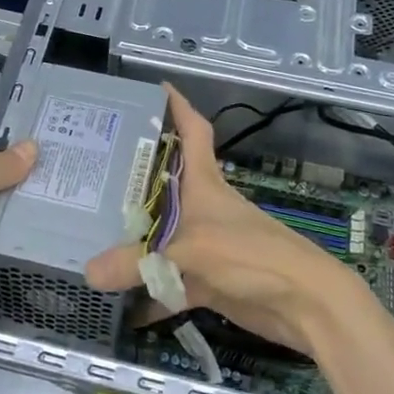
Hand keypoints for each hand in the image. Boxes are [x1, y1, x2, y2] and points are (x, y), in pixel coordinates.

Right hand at [84, 87, 361, 353]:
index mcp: (205, 182)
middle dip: (131, 177)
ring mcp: (205, 244)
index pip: (193, 130)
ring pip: (161, 235)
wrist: (305, 304)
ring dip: (133, 239)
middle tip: (90, 170)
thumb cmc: (252, 256)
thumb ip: (138, 262)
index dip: (177, 106)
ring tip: (89, 231)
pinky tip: (118, 305)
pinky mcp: (207, 278)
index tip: (153, 88)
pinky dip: (148, 292)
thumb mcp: (192, 251)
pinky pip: (168, 281)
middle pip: (164, 184)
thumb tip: (88, 272)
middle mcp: (202, 207)